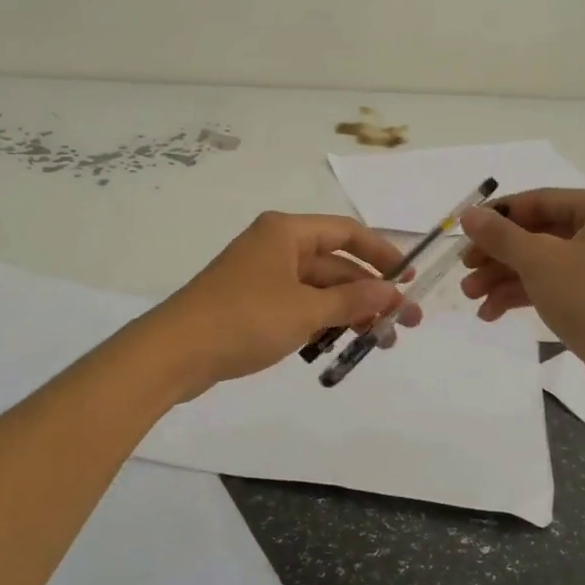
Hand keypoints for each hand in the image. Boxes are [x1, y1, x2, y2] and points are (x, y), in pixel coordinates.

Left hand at [154, 212, 422, 397]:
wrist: (175, 352)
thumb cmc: (244, 319)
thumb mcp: (305, 310)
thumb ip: (352, 301)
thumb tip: (393, 293)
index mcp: (286, 232)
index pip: (346, 232)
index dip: (381, 253)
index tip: (409, 278)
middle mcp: (275, 246)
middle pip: (335, 263)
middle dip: (369, 293)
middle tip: (404, 323)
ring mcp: (262, 275)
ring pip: (318, 289)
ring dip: (349, 311)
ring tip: (380, 341)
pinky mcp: (252, 303)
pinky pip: (299, 305)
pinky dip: (321, 321)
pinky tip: (342, 344)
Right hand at [458, 189, 584, 390]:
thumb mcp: (540, 261)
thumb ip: (500, 235)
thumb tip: (468, 214)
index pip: (541, 201)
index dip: (497, 216)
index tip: (463, 233)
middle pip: (541, 234)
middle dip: (499, 255)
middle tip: (465, 271)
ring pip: (547, 263)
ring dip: (506, 278)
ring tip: (471, 297)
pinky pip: (559, 287)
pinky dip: (526, 296)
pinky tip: (492, 313)